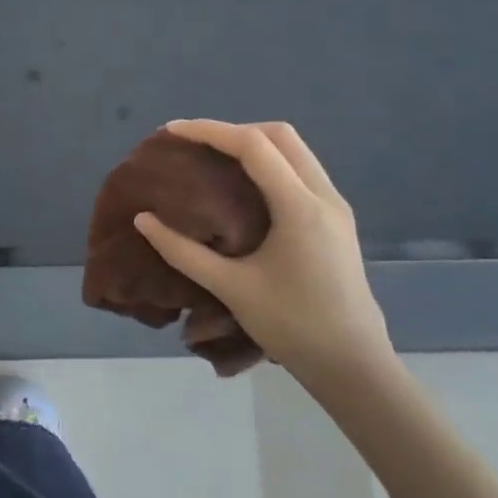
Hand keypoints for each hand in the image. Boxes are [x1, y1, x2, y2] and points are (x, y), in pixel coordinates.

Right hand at [133, 120, 390, 387]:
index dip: (209, 130)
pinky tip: (242, 186)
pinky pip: (300, 171)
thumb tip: (143, 220)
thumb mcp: (230, 288)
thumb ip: (183, 251)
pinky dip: (268, 163)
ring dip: (253, 145)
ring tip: (212, 159)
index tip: (171, 131)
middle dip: (233, 130)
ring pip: (295, 151)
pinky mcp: (335, 221)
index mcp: (300, 207)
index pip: (253, 146)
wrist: (355, 367)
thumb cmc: (293, 326)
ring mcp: (334, 207)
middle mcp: (323, 196)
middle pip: (280, 136)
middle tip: (195, 145)